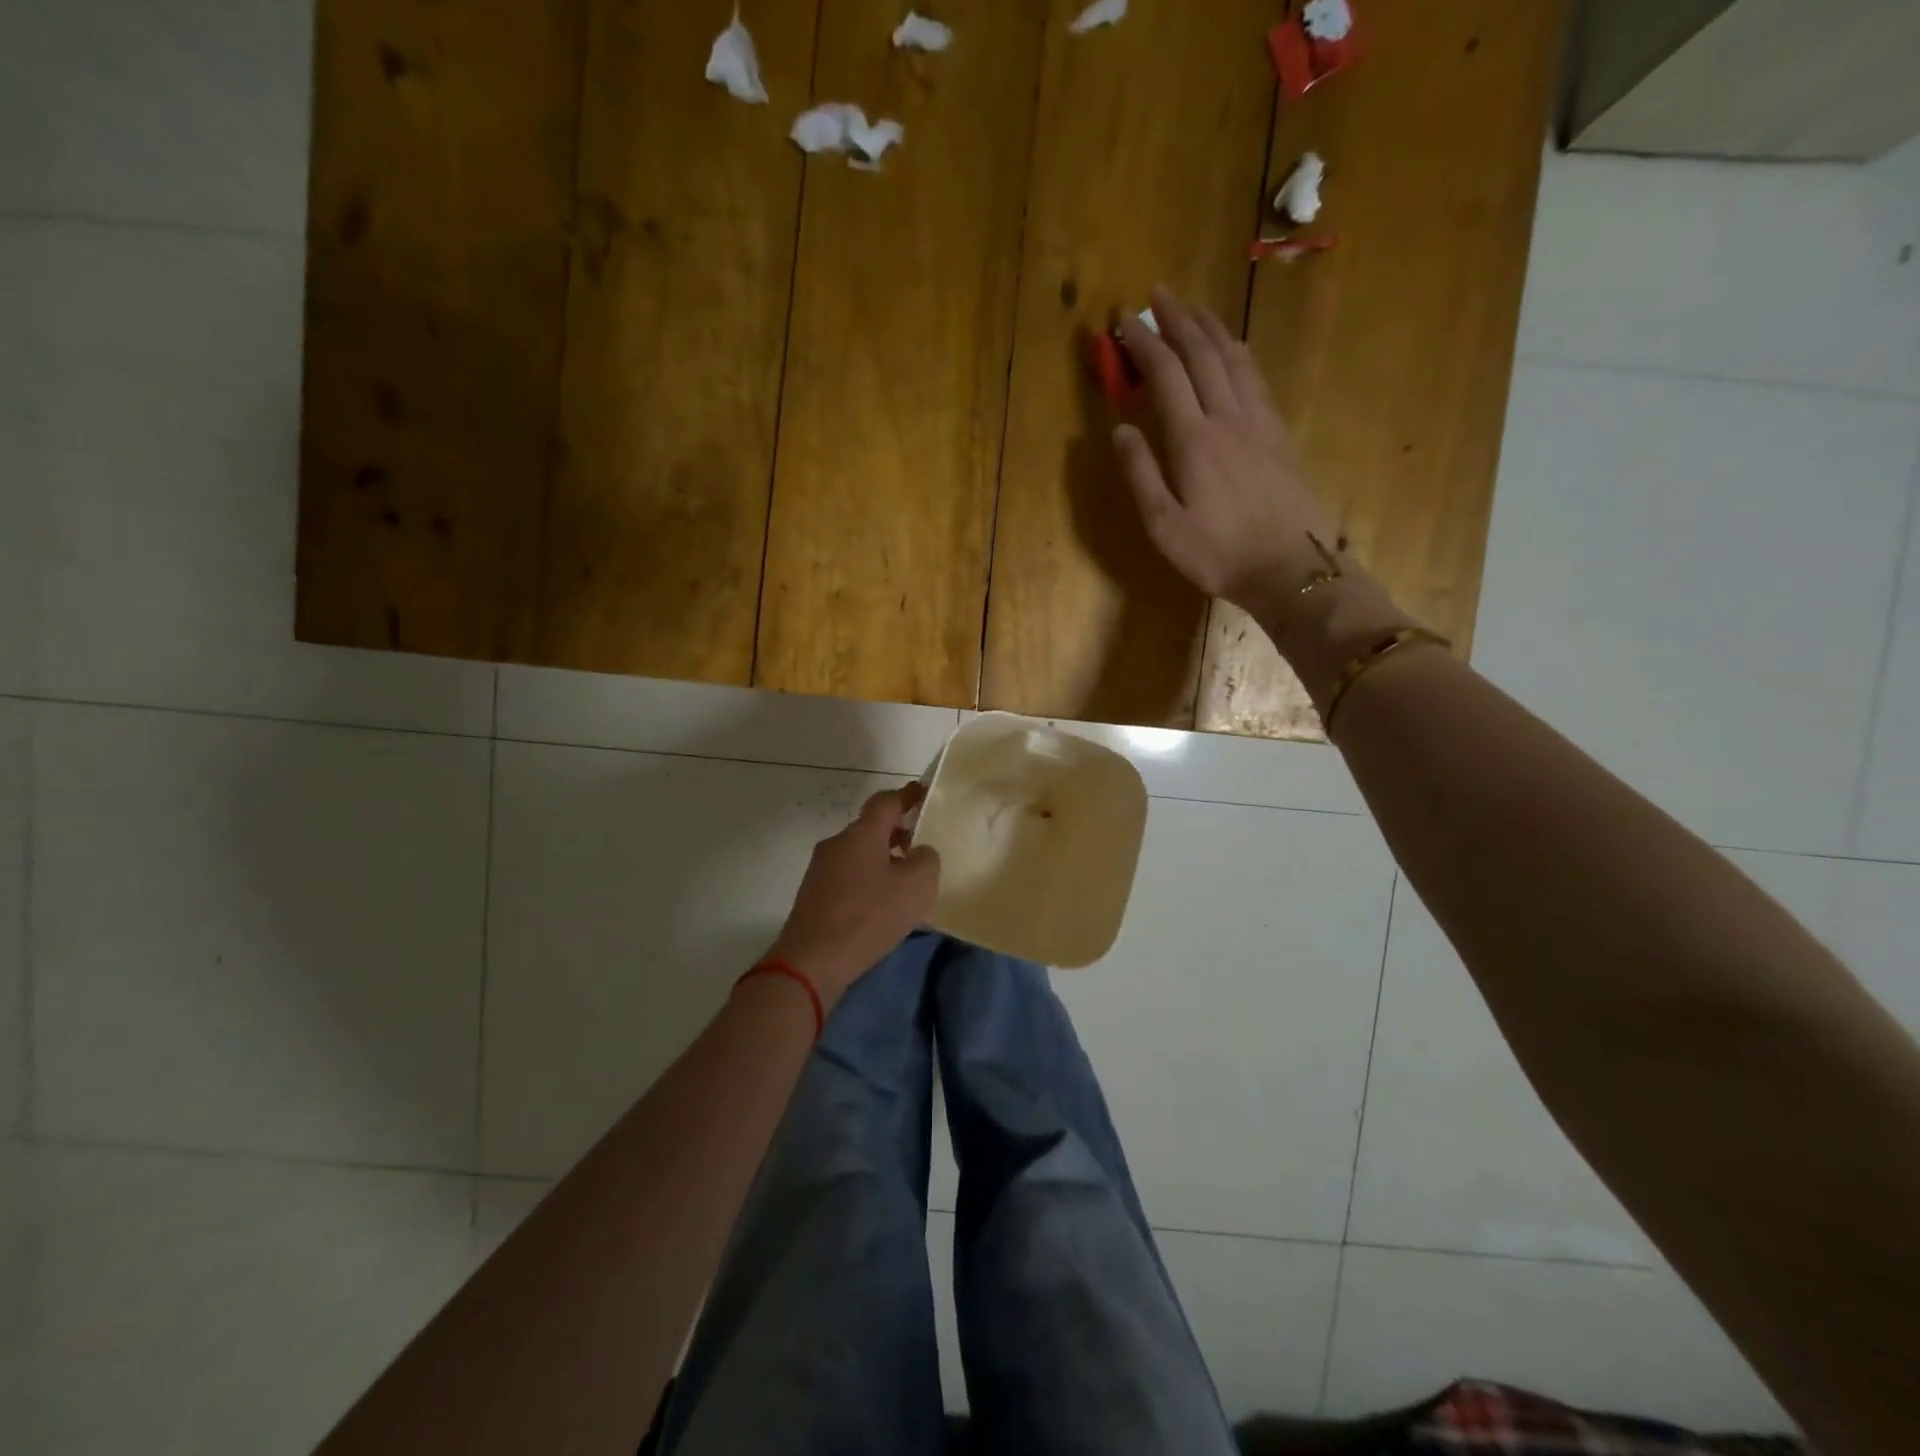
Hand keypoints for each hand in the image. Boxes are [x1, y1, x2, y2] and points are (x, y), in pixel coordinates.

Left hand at [767, 784, 939, 1008]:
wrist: (812, 960)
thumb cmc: (868, 916)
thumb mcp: (916, 887)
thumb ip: (926, 860)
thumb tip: (919, 852)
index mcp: (862, 834)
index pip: (887, 801)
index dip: (907, 795)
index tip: (923, 793)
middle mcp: (837, 843)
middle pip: (871, 827)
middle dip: (897, 831)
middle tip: (920, 845)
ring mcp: (821, 868)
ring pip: (859, 852)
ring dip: (882, 857)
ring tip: (904, 879)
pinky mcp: (813, 894)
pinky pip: (848, 875)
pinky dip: (868, 878)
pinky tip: (880, 903)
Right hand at [1113, 286, 1341, 624]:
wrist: (1290, 568)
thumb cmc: (1218, 554)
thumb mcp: (1164, 526)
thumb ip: (1140, 474)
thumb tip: (1120, 430)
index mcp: (1194, 439)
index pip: (1165, 373)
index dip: (1144, 342)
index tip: (1123, 319)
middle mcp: (1228, 417)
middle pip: (1202, 353)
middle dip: (1178, 320)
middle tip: (1157, 295)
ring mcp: (1259, 422)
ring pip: (1234, 358)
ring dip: (1210, 328)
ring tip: (1194, 309)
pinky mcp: (1280, 433)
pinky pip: (1256, 377)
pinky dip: (1237, 353)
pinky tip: (1233, 350)